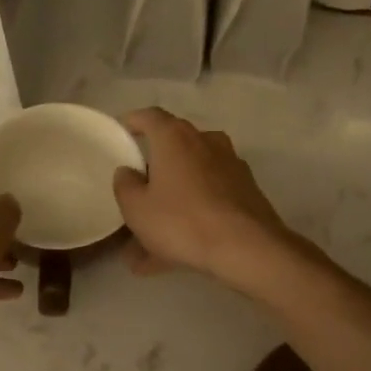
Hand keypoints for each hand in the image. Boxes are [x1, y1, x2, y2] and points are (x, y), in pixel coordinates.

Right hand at [111, 108, 293, 288]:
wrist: (247, 247)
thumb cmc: (182, 221)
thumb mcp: (137, 208)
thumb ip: (125, 185)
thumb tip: (128, 172)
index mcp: (175, 138)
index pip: (150, 116)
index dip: (133, 121)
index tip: (122, 131)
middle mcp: (205, 142)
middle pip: (173, 148)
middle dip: (153, 170)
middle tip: (136, 191)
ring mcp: (230, 166)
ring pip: (191, 180)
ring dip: (171, 201)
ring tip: (150, 241)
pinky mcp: (246, 192)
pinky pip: (208, 200)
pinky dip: (191, 218)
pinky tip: (176, 253)